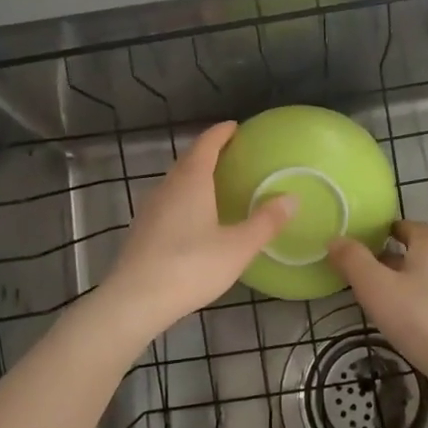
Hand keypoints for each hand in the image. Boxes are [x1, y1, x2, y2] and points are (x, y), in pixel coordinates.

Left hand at [100, 121, 294, 338]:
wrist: (135, 300)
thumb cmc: (191, 267)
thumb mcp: (238, 247)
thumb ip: (265, 222)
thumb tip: (292, 198)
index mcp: (191, 181)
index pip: (206, 145)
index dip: (221, 133)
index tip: (235, 127)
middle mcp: (167, 187)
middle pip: (188, 160)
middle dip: (209, 153)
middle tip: (232, 155)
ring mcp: (150, 209)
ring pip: (176, 182)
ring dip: (195, 177)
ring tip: (216, 185)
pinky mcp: (142, 230)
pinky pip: (168, 202)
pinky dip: (185, 199)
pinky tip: (195, 219)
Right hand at [328, 220, 427, 384]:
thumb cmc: (419, 317)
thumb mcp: (376, 286)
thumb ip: (354, 261)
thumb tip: (336, 239)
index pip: (411, 227)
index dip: (390, 228)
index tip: (369, 236)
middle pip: (419, 254)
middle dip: (393, 258)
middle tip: (365, 268)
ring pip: (427, 281)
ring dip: (405, 284)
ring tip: (378, 298)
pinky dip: (417, 307)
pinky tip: (402, 324)